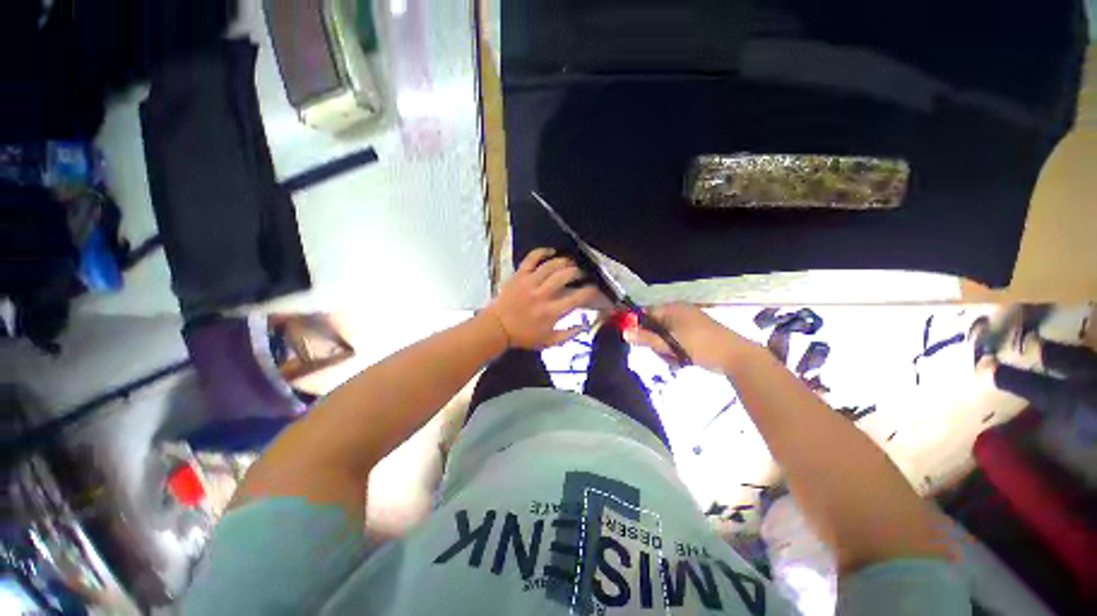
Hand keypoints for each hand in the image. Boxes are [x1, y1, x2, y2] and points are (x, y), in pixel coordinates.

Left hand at [486, 248, 602, 348]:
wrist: (497, 327)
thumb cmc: (524, 335)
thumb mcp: (550, 342)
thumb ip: (570, 333)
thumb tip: (587, 324)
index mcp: (552, 312)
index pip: (578, 297)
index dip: (591, 291)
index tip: (594, 289)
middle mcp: (543, 294)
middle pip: (566, 275)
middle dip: (578, 272)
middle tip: (581, 275)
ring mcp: (530, 282)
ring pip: (552, 265)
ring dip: (565, 262)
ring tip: (570, 264)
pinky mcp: (519, 275)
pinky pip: (532, 258)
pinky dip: (543, 252)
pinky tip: (552, 252)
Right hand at [625, 303, 755, 370]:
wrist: (736, 357)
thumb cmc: (700, 346)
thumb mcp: (670, 344)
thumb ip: (646, 338)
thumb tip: (624, 333)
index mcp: (672, 308)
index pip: (645, 313)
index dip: (637, 326)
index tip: (635, 341)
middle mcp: (679, 311)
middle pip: (655, 325)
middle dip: (656, 342)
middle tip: (664, 354)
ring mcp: (688, 321)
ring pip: (665, 335)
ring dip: (666, 348)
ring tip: (677, 359)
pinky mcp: (695, 332)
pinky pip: (676, 339)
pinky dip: (676, 350)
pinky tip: (683, 360)